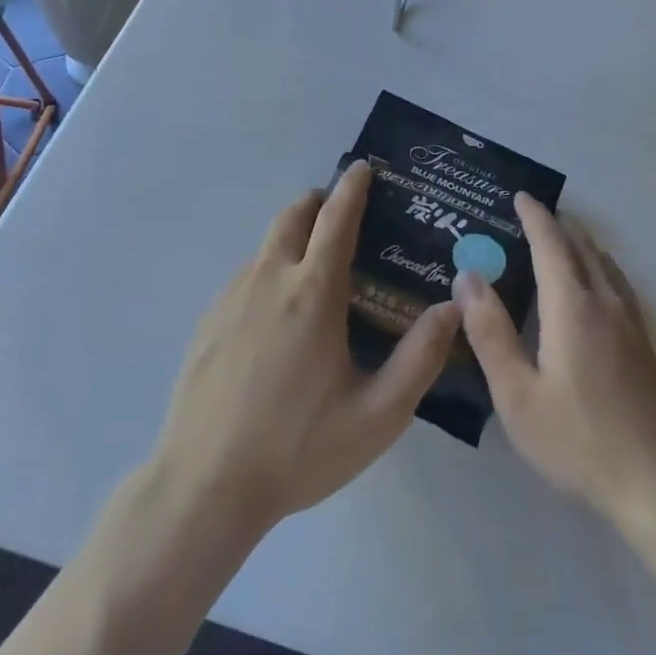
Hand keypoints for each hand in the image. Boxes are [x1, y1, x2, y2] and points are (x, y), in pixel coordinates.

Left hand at [150, 161, 461, 532]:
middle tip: (341, 212)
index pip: (335, 218)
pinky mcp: (207, 321)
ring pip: (266, 246)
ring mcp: (230, 298)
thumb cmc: (298, 448)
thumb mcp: (378, 414)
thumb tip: (452, 306)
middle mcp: (269, 280)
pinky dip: (268, 270)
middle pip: (292, 216)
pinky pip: (245, 276)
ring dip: (292, 237)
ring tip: (315, 267)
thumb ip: (421, 356)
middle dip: (318, 201)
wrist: (203, 487)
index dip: (353, 187)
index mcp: (313, 292)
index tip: (364, 167)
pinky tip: (277, 316)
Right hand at [456, 195, 655, 537]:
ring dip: (579, 242)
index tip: (520, 195)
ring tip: (559, 238)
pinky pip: (617, 281)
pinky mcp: (644, 341)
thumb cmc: (578, 440)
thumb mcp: (517, 395)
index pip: (551, 244)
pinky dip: (598, 263)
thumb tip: (468, 277)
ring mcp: (630, 321)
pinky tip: (594, 282)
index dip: (534, 217)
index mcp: (571, 307)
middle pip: (581, 246)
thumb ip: (490, 333)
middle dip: (557, 224)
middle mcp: (604, 301)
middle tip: (531, 213)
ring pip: (604, 262)